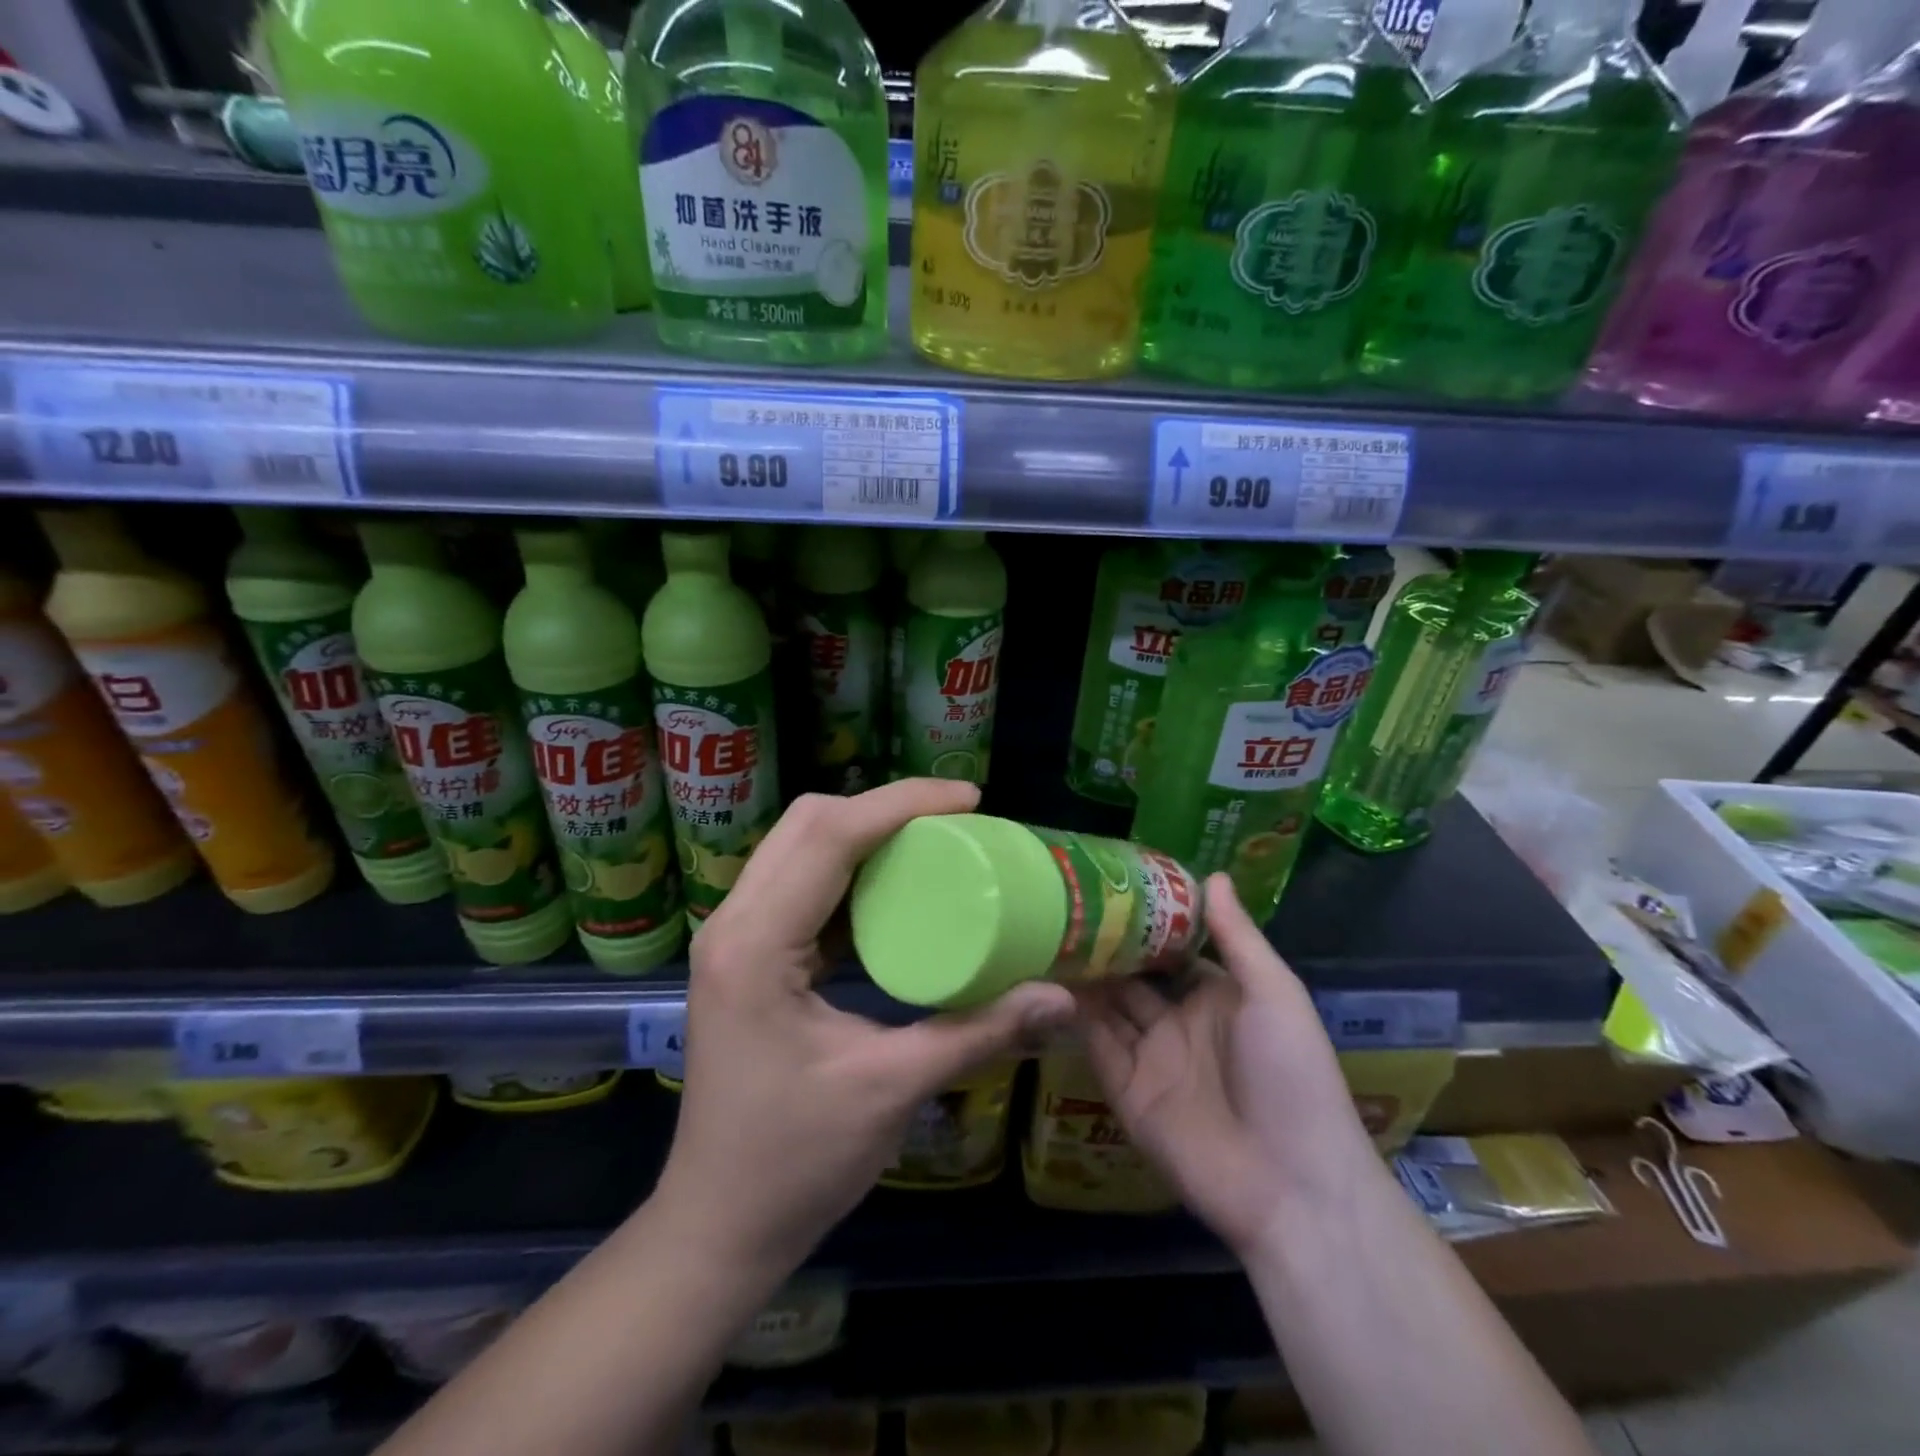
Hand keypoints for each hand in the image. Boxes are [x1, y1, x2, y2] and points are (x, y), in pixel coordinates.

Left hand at [653, 780, 1075, 1276]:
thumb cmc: (795, 1162)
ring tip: (935, 843)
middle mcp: (734, 923)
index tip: (970, 799)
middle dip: (883, 808)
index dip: (900, 804)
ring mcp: (735, 937)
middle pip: (808, 824)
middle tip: (957, 821)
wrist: (718, 1226)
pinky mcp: (749, 955)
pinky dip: (850, 869)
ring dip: (866, 832)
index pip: (828, 836)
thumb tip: (1061, 997)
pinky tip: (896, 889)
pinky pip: (800, 883)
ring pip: (800, 846)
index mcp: (755, 944)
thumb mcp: (891, 1090)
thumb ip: (977, 1034)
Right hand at [1077, 874, 1379, 1255]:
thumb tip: (1213, 872)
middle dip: (1104, 944)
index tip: (1108, 884)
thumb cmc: (1291, 1075)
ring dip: (1082, 975)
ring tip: (1045, 930)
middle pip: (1133, 975)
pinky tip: (1044, 980)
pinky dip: (1072, 1017)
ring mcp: (1150, 1057)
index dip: (1144, 920)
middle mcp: (1179, 1021)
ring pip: (1107, 1005)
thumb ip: (1238, 936)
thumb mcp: (1274, 994)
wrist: (1291, 1184)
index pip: (1171, 949)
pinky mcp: (1126, 1090)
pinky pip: (1094, 1045)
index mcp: (1216, 996)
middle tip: (1063, 903)